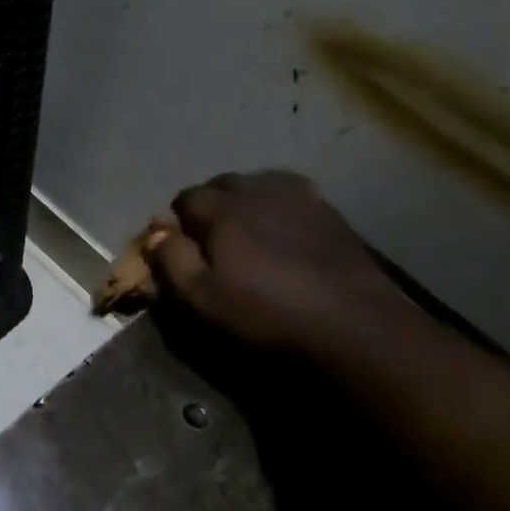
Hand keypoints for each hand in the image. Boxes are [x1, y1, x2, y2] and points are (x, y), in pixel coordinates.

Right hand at [152, 171, 407, 351]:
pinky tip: (283, 235)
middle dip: (209, 207)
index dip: (175, 222)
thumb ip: (171, 260)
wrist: (354, 325)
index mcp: (223, 209)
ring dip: (244, 203)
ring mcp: (300, 197)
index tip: (176, 249)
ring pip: (258, 185)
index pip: (185, 198)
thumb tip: (155, 233)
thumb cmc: (265, 313)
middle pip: (222, 185)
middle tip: (209, 243)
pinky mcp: (330, 212)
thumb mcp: (201, 298)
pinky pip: (291, 197)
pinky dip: (276, 208)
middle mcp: (259, 190)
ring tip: (246, 235)